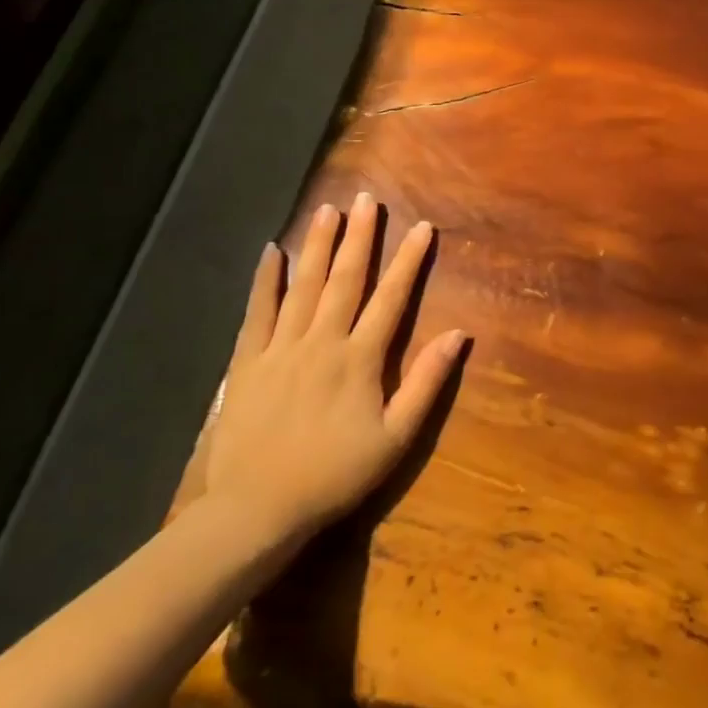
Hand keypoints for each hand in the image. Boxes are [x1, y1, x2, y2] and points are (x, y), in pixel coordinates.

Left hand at [202, 193, 463, 548]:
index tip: (422, 227)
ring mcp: (281, 348)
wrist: (256, 509)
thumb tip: (459, 334)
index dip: (409, 260)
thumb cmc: (335, 474)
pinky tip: (271, 252)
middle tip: (367, 199)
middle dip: (359, 237)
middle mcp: (322, 341)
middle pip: (345, 279)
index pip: (391, 297)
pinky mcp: (247, 362)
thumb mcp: (396, 437)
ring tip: (327, 209)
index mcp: (361, 358)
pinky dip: (265, 281)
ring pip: (303, 286)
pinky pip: (257, 312)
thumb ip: (427, 382)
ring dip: (317, 245)